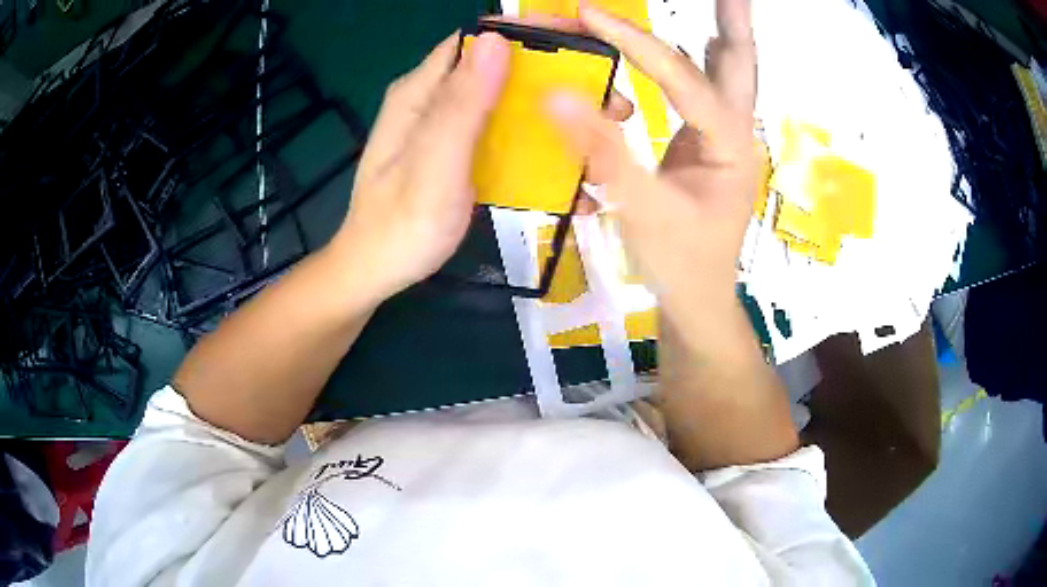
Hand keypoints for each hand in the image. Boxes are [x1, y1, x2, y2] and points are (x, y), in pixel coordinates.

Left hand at [330, 26, 635, 304]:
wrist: (376, 273)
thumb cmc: (399, 226)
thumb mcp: (433, 165)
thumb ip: (461, 105)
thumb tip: (496, 41)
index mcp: (422, 92)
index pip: (478, 40)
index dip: (528, 33)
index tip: (583, 44)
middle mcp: (437, 101)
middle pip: (503, 71)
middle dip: (558, 81)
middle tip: (610, 105)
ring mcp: (451, 129)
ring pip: (510, 105)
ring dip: (557, 118)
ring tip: (602, 143)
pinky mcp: (463, 156)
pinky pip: (506, 139)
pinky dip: (539, 150)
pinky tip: (571, 177)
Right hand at [548, 0, 756, 341]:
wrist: (698, 301)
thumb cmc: (680, 264)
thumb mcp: (641, 211)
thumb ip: (602, 151)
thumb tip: (557, 95)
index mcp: (729, 145)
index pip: (682, 78)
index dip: (634, 43)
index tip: (589, 14)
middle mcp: (735, 132)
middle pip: (739, 64)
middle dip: (734, 22)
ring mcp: (724, 138)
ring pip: (727, 75)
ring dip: (722, 34)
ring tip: (723, 2)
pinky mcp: (707, 145)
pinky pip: (703, 92)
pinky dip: (697, 62)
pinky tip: (692, 44)